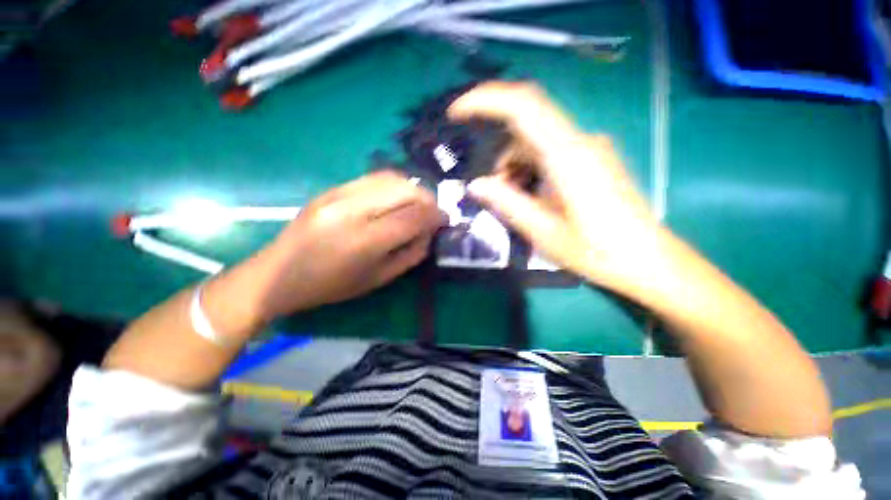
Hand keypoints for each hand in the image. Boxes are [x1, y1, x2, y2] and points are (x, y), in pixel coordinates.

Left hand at [252, 171, 443, 318]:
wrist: (278, 274)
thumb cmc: (331, 286)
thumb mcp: (378, 279)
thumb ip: (411, 254)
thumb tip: (429, 233)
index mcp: (364, 241)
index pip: (413, 217)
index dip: (436, 217)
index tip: (445, 221)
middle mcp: (352, 210)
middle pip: (405, 190)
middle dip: (428, 199)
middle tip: (433, 213)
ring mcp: (339, 194)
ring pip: (391, 178)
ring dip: (413, 189)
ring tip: (418, 204)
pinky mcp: (332, 188)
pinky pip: (374, 178)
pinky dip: (394, 185)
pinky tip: (396, 199)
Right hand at [448, 82, 661, 289]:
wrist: (647, 259)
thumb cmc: (597, 250)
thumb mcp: (543, 231)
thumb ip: (507, 202)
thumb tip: (475, 184)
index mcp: (568, 155)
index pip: (523, 105)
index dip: (485, 101)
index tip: (456, 113)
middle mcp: (580, 142)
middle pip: (526, 127)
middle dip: (499, 155)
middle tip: (491, 190)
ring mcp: (589, 149)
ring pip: (536, 142)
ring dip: (515, 166)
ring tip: (513, 202)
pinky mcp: (593, 160)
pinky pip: (551, 153)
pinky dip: (531, 170)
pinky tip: (532, 197)